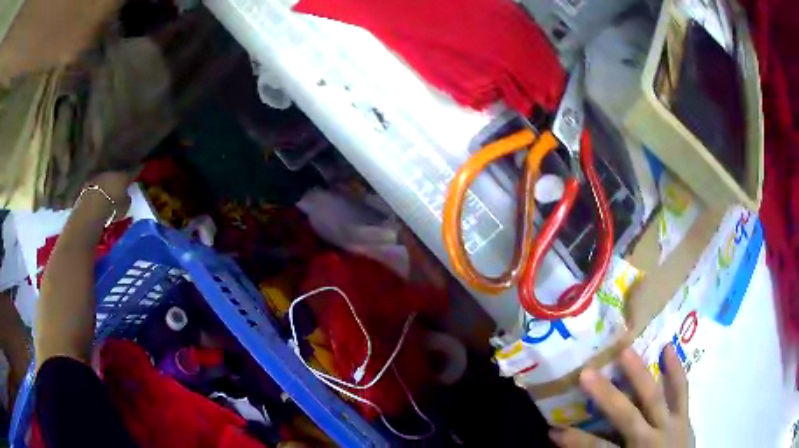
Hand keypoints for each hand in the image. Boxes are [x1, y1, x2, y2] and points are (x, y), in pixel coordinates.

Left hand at [87, 171, 134, 219]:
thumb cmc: (112, 207)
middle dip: (121, 175)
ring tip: (110, 188)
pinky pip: (97, 183)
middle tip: (123, 180)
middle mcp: (112, 171)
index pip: (134, 170)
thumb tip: (126, 195)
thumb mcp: (125, 207)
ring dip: (109, 180)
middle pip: (118, 172)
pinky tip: (99, 193)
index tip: (142, 166)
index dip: (138, 169)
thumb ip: (127, 199)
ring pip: (107, 176)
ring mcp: (100, 175)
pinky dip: (99, 187)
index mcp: (124, 175)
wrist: (91, 207)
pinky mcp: (89, 182)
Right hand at [549, 345, 693, 447]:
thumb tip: (575, 445)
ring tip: (625, 350)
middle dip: (606, 395)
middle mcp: (650, 438)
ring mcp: (671, 424)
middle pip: (627, 415)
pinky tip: (669, 347)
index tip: (553, 430)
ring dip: (639, 375)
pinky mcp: (685, 416)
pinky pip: (682, 391)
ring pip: (655, 397)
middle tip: (586, 373)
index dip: (575, 440)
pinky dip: (676, 370)